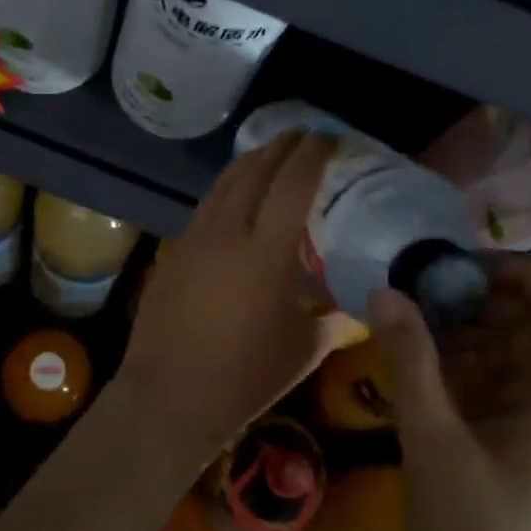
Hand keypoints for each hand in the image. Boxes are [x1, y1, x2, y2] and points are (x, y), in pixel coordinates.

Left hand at [119, 132, 339, 465]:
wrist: (169, 396)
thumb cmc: (244, 377)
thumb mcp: (303, 350)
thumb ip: (336, 320)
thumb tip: (361, 307)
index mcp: (265, 252)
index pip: (292, 184)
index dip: (311, 154)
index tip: (328, 136)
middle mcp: (227, 233)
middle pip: (253, 171)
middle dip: (280, 146)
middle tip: (302, 134)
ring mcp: (194, 239)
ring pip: (223, 184)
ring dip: (250, 161)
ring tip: (270, 153)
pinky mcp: (173, 252)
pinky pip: (205, 207)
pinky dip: (227, 189)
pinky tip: (236, 198)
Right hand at [367, 255, 530, 530]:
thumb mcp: (435, 444)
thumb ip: (410, 363)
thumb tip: (386, 290)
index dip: (527, 275)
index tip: (463, 265)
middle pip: (528, 327)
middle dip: (477, 297)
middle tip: (416, 283)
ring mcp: (516, 428)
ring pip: (496, 355)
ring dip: (454, 328)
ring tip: (400, 311)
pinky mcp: (488, 448)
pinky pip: (471, 386)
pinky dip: (441, 363)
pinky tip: (400, 356)